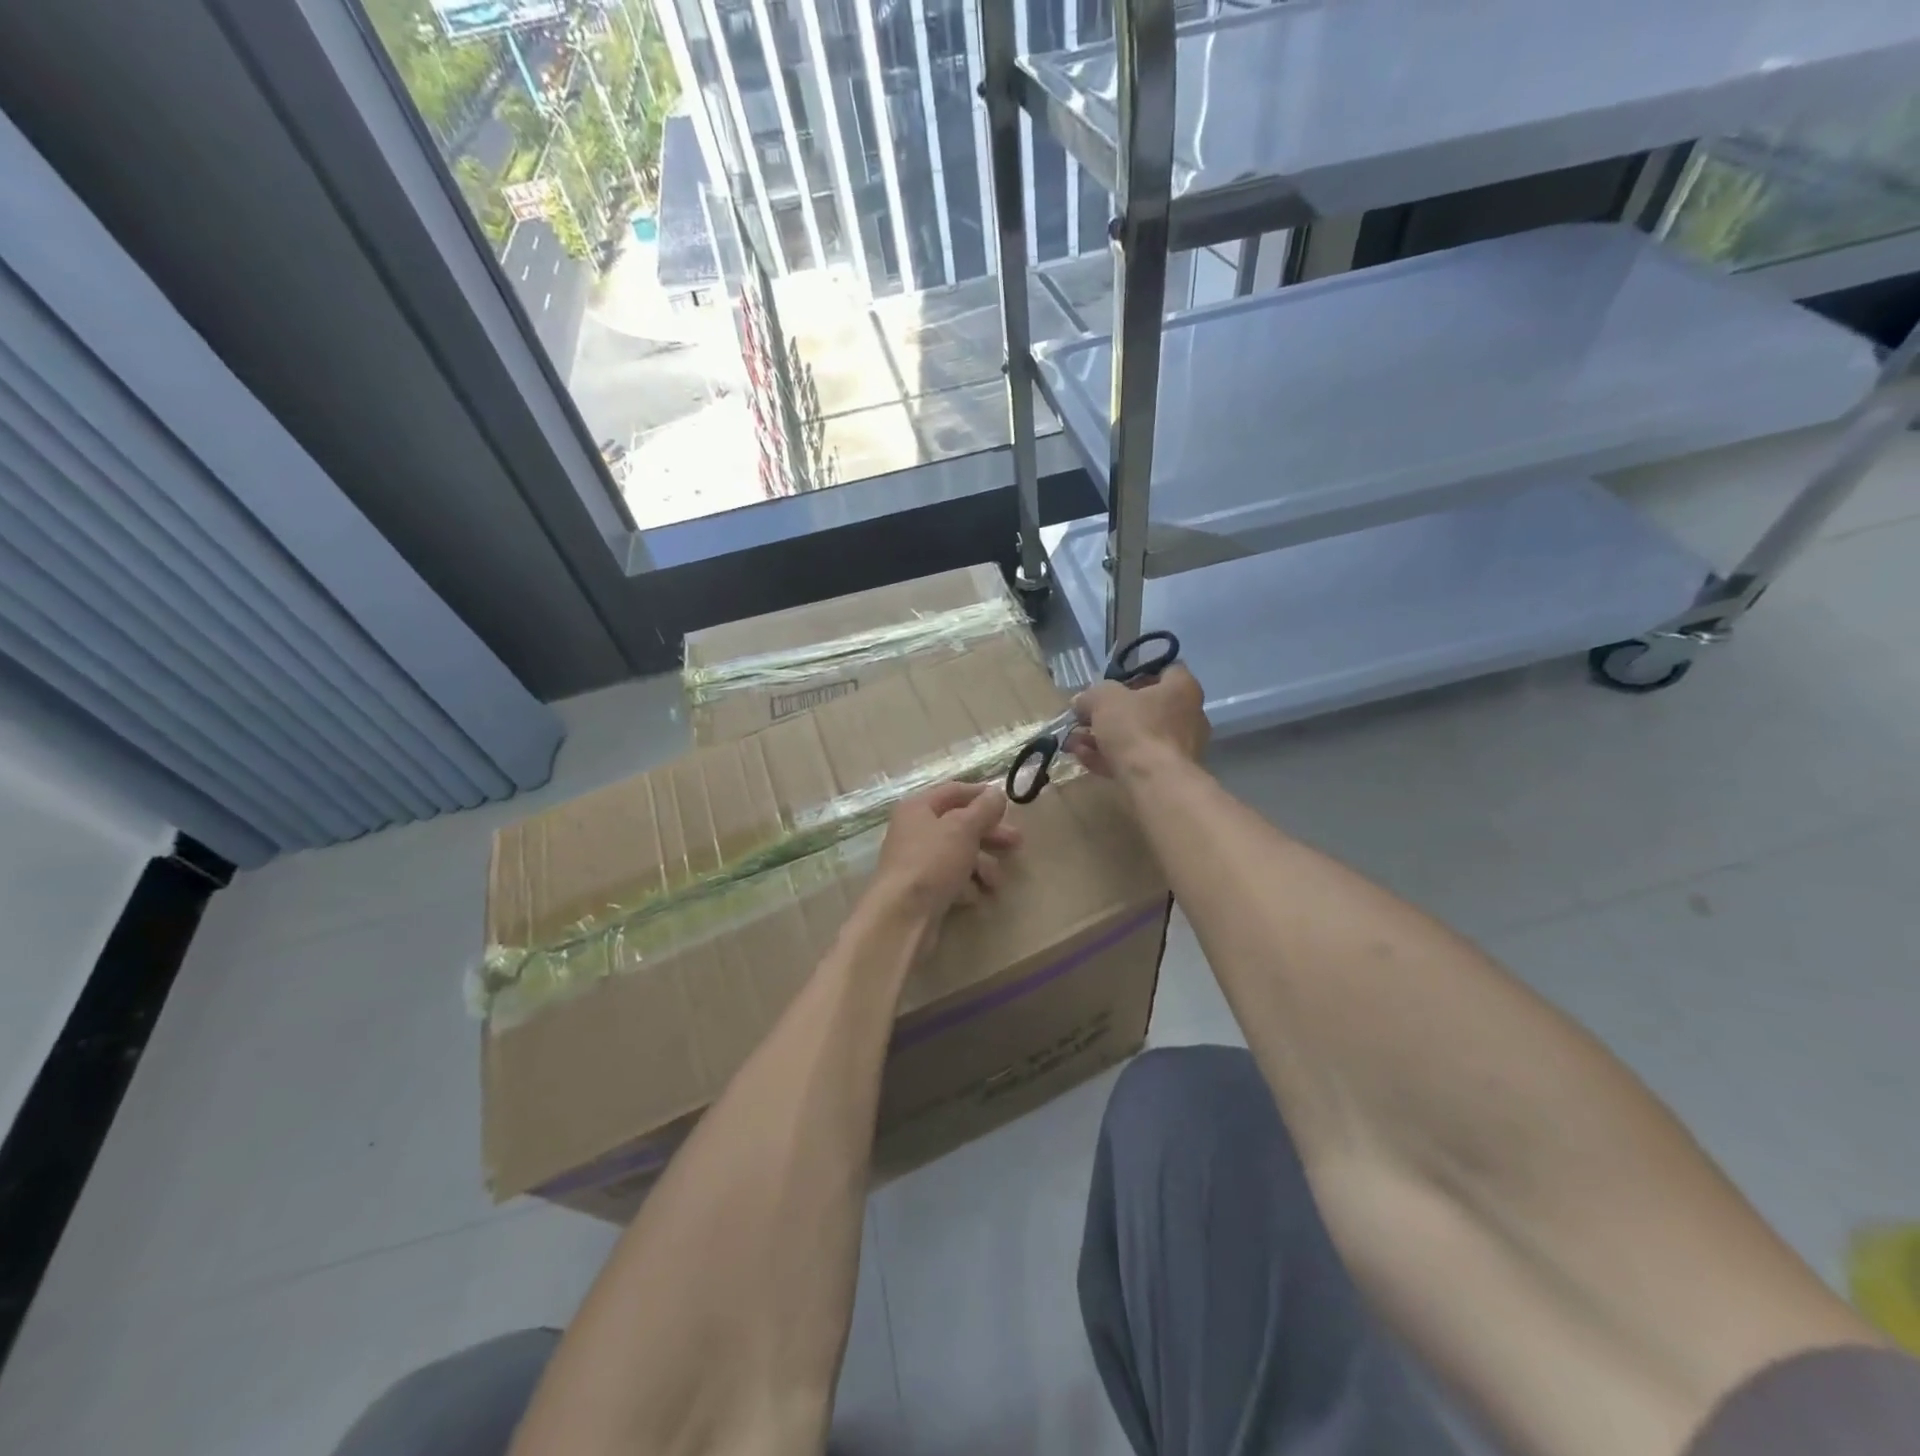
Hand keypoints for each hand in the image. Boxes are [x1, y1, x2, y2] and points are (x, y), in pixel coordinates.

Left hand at [871, 781, 1021, 919]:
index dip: (981, 794)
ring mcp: (918, 862)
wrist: (903, 915)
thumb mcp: (963, 828)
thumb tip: (996, 793)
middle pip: (960, 825)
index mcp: (918, 808)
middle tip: (1017, 843)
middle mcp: (915, 831)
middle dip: (990, 835)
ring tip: (995, 883)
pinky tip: (974, 897)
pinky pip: (951, 880)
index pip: (954, 791)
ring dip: (982, 866)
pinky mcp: (923, 890)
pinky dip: (966, 886)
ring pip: (959, 855)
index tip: (1007, 803)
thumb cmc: (932, 862)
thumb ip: (984, 809)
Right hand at [1067, 664, 1208, 778]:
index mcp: (1183, 689)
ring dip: (1104, 737)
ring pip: (1137, 736)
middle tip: (1086, 716)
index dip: (1138, 671)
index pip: (1166, 669)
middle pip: (1146, 706)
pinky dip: (1110, 757)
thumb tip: (1081, 701)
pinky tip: (1083, 758)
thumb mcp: (1104, 700)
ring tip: (1074, 741)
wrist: (1155, 783)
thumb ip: (1091, 696)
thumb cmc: (1136, 728)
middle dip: (1112, 712)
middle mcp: (1188, 716)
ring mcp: (1179, 748)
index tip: (1113, 680)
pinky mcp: (1167, 774)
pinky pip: (1135, 759)